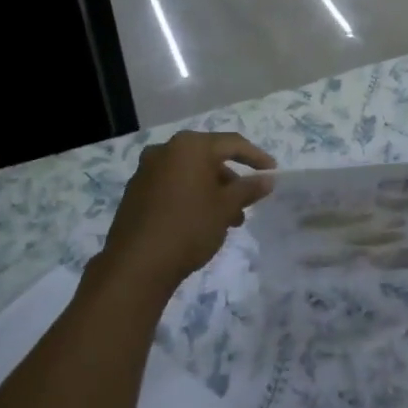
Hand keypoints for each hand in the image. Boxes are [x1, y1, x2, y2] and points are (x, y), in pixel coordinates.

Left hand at [95, 131, 275, 302]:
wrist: (136, 264)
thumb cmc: (189, 227)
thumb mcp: (226, 208)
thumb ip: (248, 189)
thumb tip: (267, 179)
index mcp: (189, 146)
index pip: (232, 143)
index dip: (256, 157)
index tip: (272, 172)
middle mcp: (165, 150)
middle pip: (208, 158)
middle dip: (231, 180)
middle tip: (246, 203)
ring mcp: (146, 171)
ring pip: (189, 174)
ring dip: (211, 192)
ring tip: (227, 221)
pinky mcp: (135, 192)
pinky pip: (171, 186)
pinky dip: (190, 197)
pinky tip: (200, 222)